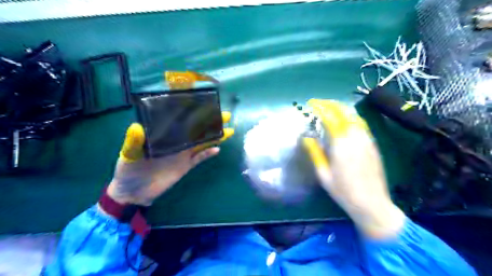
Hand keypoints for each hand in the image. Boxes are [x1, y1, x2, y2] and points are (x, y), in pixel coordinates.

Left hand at [108, 111, 233, 203]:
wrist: (134, 193)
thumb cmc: (128, 171)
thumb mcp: (129, 155)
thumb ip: (133, 142)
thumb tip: (136, 126)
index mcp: (164, 134)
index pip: (181, 120)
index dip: (193, 112)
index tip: (205, 104)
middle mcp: (176, 141)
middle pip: (196, 129)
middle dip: (211, 122)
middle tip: (226, 115)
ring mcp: (183, 153)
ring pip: (202, 142)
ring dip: (215, 137)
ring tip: (228, 130)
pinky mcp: (186, 166)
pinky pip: (199, 158)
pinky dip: (208, 154)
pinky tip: (217, 149)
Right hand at [302, 99, 405, 238]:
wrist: (372, 203)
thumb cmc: (343, 191)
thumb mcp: (323, 174)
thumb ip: (315, 153)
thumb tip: (306, 138)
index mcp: (341, 144)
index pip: (330, 117)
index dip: (320, 107)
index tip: (311, 104)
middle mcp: (356, 137)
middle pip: (344, 112)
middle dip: (330, 104)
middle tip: (319, 103)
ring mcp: (367, 140)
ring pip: (354, 116)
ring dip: (341, 109)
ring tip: (330, 108)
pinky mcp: (373, 145)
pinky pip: (361, 124)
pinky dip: (350, 117)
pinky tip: (345, 120)